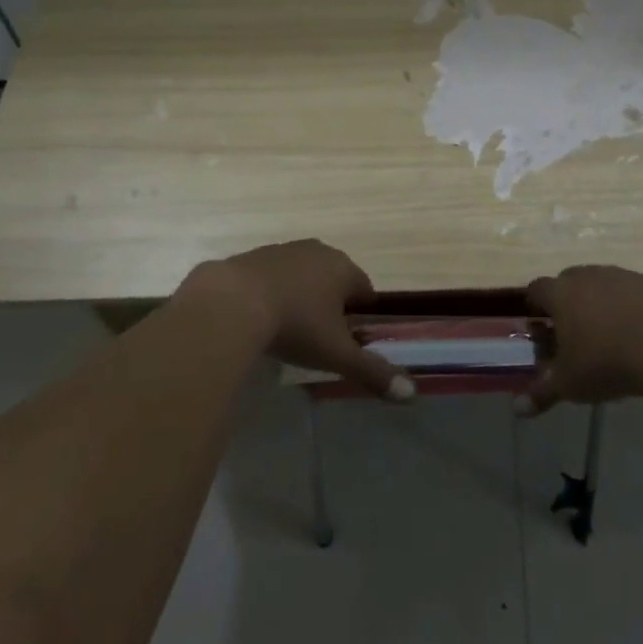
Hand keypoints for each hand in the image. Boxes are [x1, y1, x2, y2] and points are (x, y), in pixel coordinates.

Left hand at [192, 240, 413, 401]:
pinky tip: (259, 315)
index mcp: (342, 268)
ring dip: (300, 292)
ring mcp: (280, 251)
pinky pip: (269, 275)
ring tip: (290, 324)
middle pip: (333, 275)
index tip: (354, 333)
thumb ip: (373, 371)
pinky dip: (270, 291)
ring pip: (300, 273)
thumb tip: (412, 392)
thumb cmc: (295, 325)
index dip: (362, 310)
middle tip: (322, 332)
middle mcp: (315, 251)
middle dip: (331, 299)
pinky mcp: (250, 257)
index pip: (364, 286)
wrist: (230, 303)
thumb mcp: (336, 353)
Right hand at [518, 265, 642, 416]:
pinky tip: (640, 331)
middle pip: (569, 280)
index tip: (539, 323)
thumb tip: (518, 410)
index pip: (537, 288)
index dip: (535, 304)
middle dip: (567, 301)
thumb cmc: (607, 362)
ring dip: (600, 301)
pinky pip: (632, 290)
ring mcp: (621, 276)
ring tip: (609, 332)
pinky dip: (630, 305)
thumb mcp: (570, 384)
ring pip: (602, 282)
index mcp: (561, 294)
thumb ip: (542, 393)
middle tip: (573, 330)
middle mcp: (587, 276)